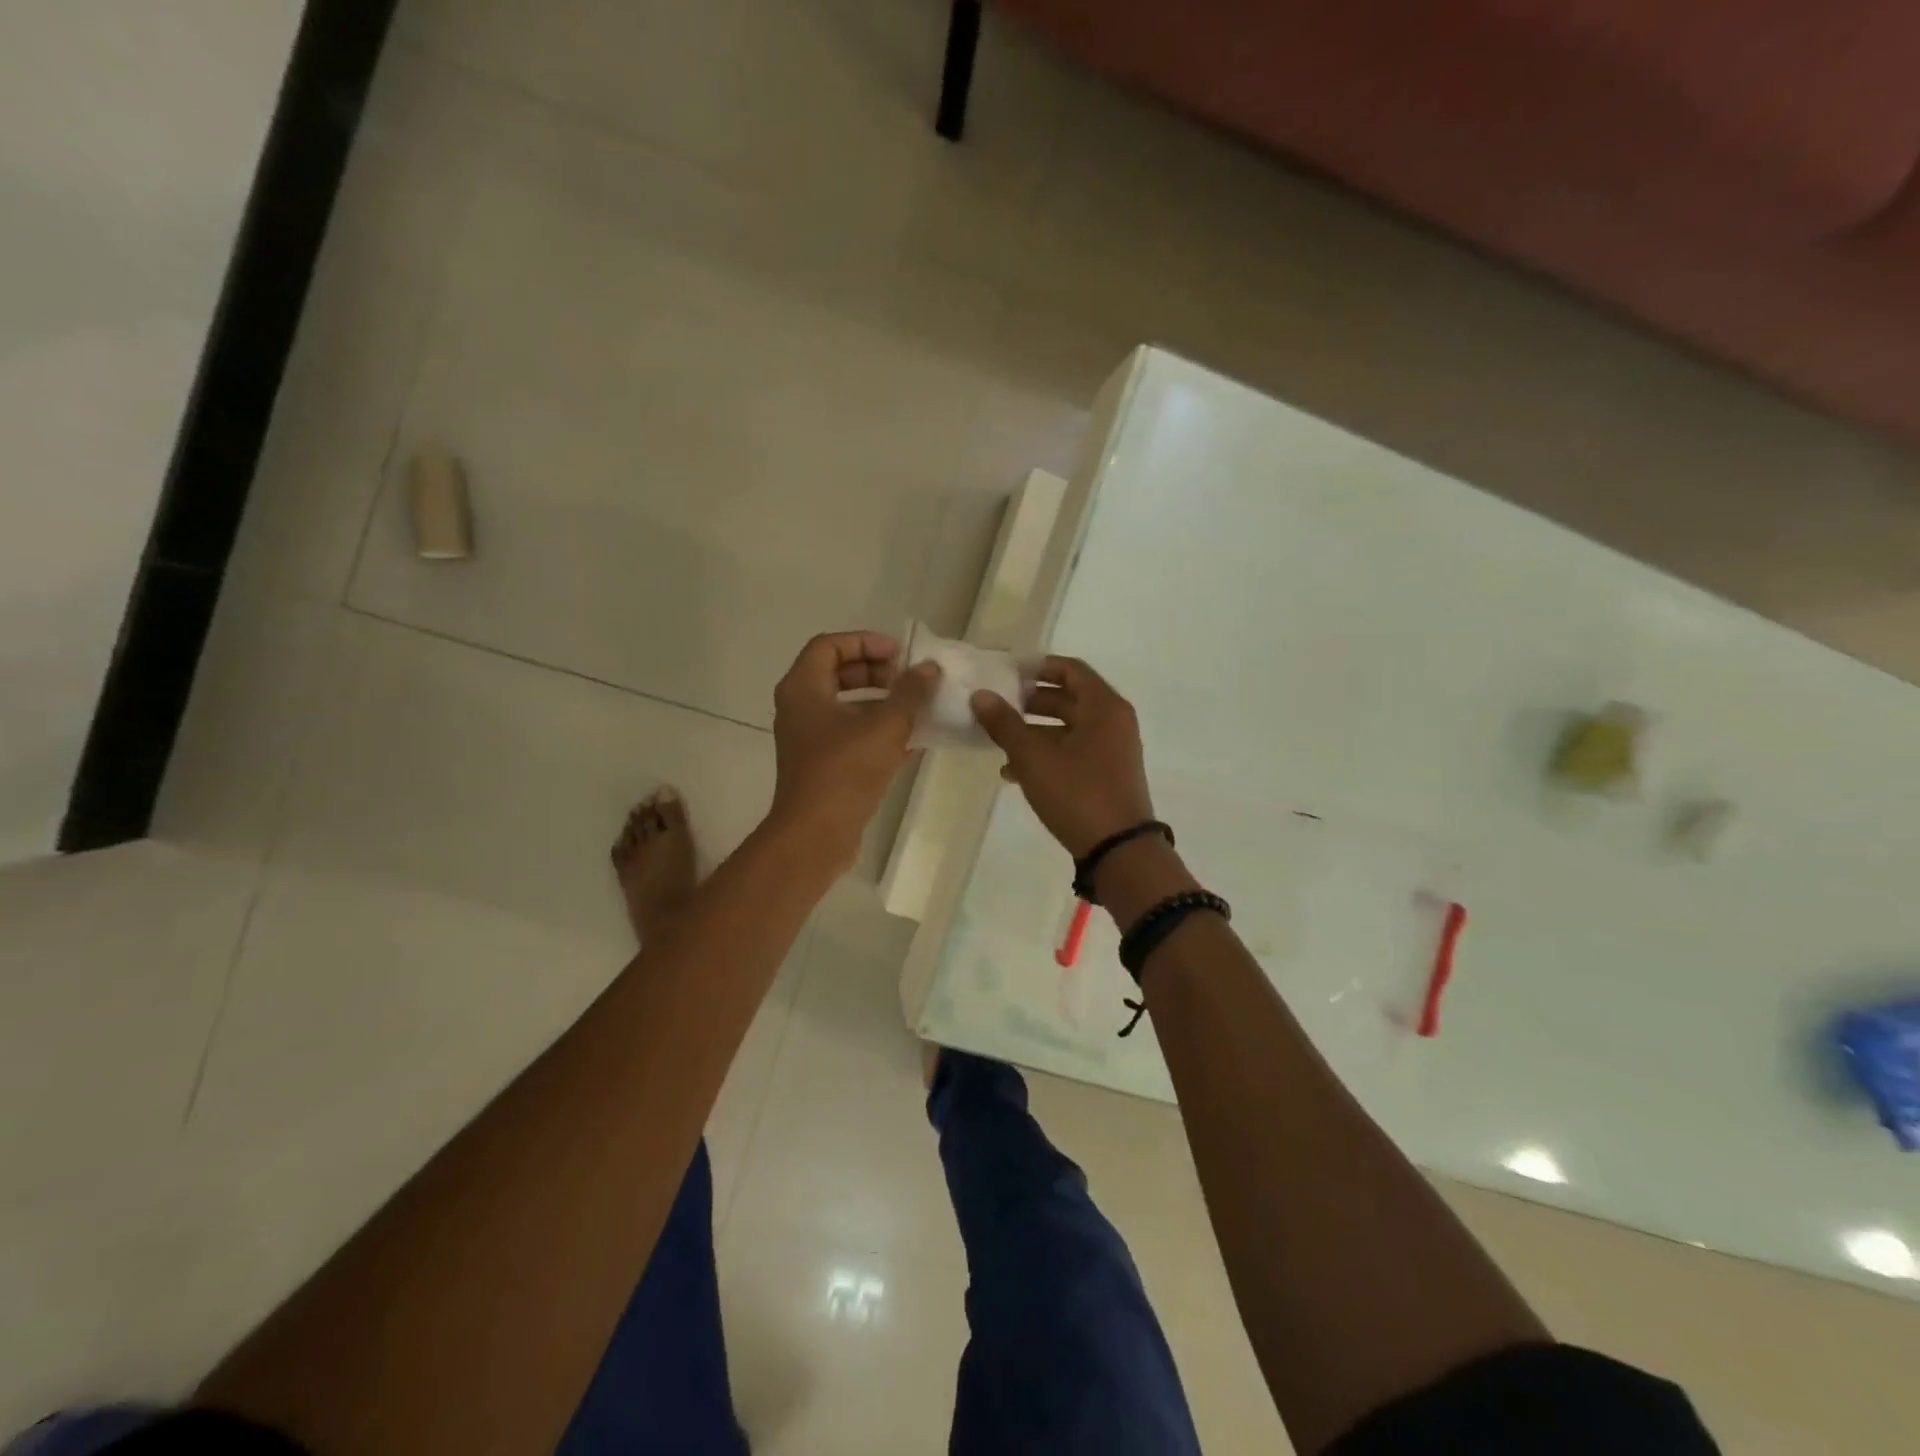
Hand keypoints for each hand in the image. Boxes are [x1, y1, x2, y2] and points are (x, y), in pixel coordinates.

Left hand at [770, 631, 940, 863]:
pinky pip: (852, 735)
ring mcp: (810, 739)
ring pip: (847, 707)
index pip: (830, 645)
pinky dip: (879, 731)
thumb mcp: (885, 726)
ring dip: (882, 703)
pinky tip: (914, 739)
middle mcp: (800, 708)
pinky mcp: (823, 765)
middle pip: (837, 673)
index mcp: (803, 689)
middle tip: (908, 680)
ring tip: (917, 708)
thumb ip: (910, 693)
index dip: (866, 642)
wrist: (816, 835)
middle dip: (876, 672)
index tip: (900, 655)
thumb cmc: (845, 771)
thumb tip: (929, 669)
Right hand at [970, 656, 1154, 859]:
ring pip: (1067, 728)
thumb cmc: (1077, 793)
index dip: (1036, 667)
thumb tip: (981, 695)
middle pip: (1068, 698)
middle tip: (995, 705)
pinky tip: (1012, 773)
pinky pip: (1072, 753)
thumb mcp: (1033, 757)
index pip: (1069, 669)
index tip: (1005, 674)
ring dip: (1033, 732)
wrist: (1118, 850)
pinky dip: (1046, 755)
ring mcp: (1112, 750)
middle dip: (1029, 702)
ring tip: (997, 741)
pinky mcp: (1106, 776)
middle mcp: (1113, 722)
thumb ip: (1005, 724)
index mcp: (1103, 706)